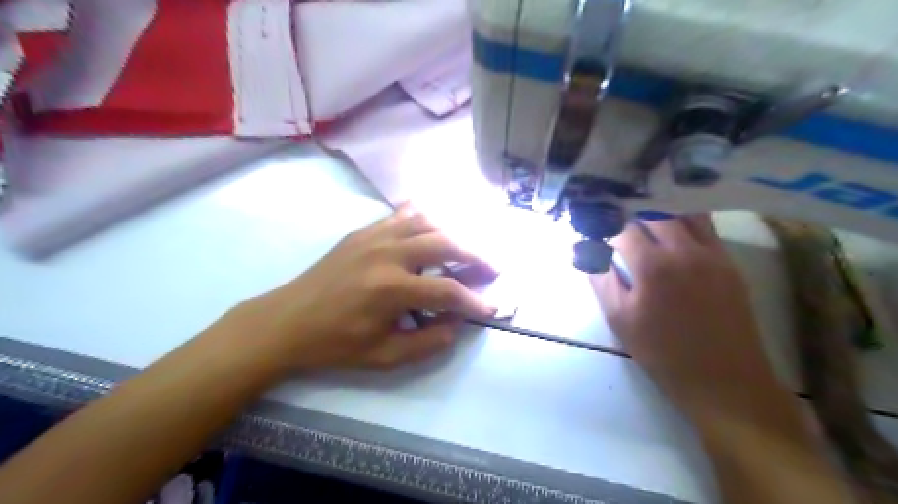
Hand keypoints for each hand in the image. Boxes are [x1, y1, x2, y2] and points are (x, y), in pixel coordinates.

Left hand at [220, 203, 492, 371]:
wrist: (287, 322)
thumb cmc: (335, 344)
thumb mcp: (384, 356)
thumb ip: (428, 342)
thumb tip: (457, 323)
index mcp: (393, 289)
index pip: (448, 292)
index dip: (475, 301)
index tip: (492, 308)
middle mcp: (388, 254)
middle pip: (445, 244)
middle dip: (475, 256)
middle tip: (491, 268)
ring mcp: (374, 237)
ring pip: (426, 222)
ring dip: (452, 234)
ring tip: (465, 249)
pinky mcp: (362, 232)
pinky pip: (400, 215)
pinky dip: (422, 217)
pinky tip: (431, 225)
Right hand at [596, 215, 786, 418]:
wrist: (724, 381)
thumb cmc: (662, 352)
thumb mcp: (619, 318)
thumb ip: (600, 278)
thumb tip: (585, 249)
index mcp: (653, 266)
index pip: (623, 226)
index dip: (604, 219)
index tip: (592, 218)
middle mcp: (685, 250)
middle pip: (654, 210)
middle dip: (631, 207)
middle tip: (614, 209)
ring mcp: (713, 253)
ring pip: (685, 212)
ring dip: (660, 207)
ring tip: (642, 209)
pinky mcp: (730, 262)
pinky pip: (706, 227)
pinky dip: (685, 219)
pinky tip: (672, 226)